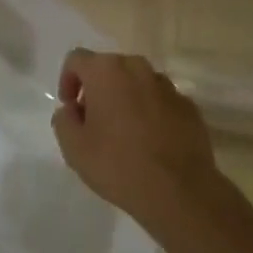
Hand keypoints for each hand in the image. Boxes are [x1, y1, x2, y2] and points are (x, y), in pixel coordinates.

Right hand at [51, 49, 216, 227]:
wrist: (180, 192)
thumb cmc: (118, 165)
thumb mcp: (73, 148)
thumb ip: (63, 120)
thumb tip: (72, 110)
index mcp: (106, 71)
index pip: (77, 59)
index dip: (67, 80)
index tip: (70, 108)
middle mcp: (138, 69)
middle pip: (109, 68)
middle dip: (97, 89)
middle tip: (93, 121)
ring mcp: (168, 87)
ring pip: (137, 83)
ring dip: (125, 99)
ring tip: (123, 133)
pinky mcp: (189, 107)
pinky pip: (160, 101)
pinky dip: (150, 113)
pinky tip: (150, 142)